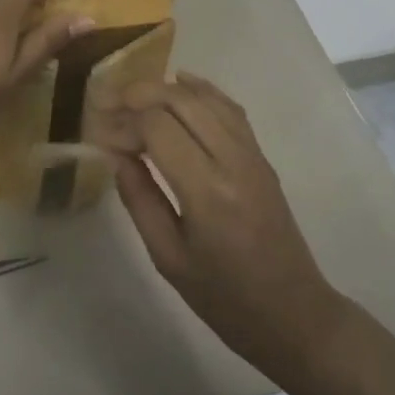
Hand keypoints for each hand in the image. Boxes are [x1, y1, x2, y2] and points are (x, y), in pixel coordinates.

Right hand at [110, 73, 349, 374]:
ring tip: (135, 97)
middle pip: (181, 101)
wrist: (293, 313)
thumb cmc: (224, 298)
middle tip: (110, 105)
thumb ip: (139, 199)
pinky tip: (181, 82)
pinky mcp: (261, 155)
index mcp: (206, 192)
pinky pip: (230, 108)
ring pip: (206, 98)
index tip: (101, 136)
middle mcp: (232, 161)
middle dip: (140, 94)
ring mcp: (252, 154)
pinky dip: (202, 89)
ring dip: (167, 89)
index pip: (158, 128)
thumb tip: (116, 154)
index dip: (124, 124)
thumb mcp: (168, 258)